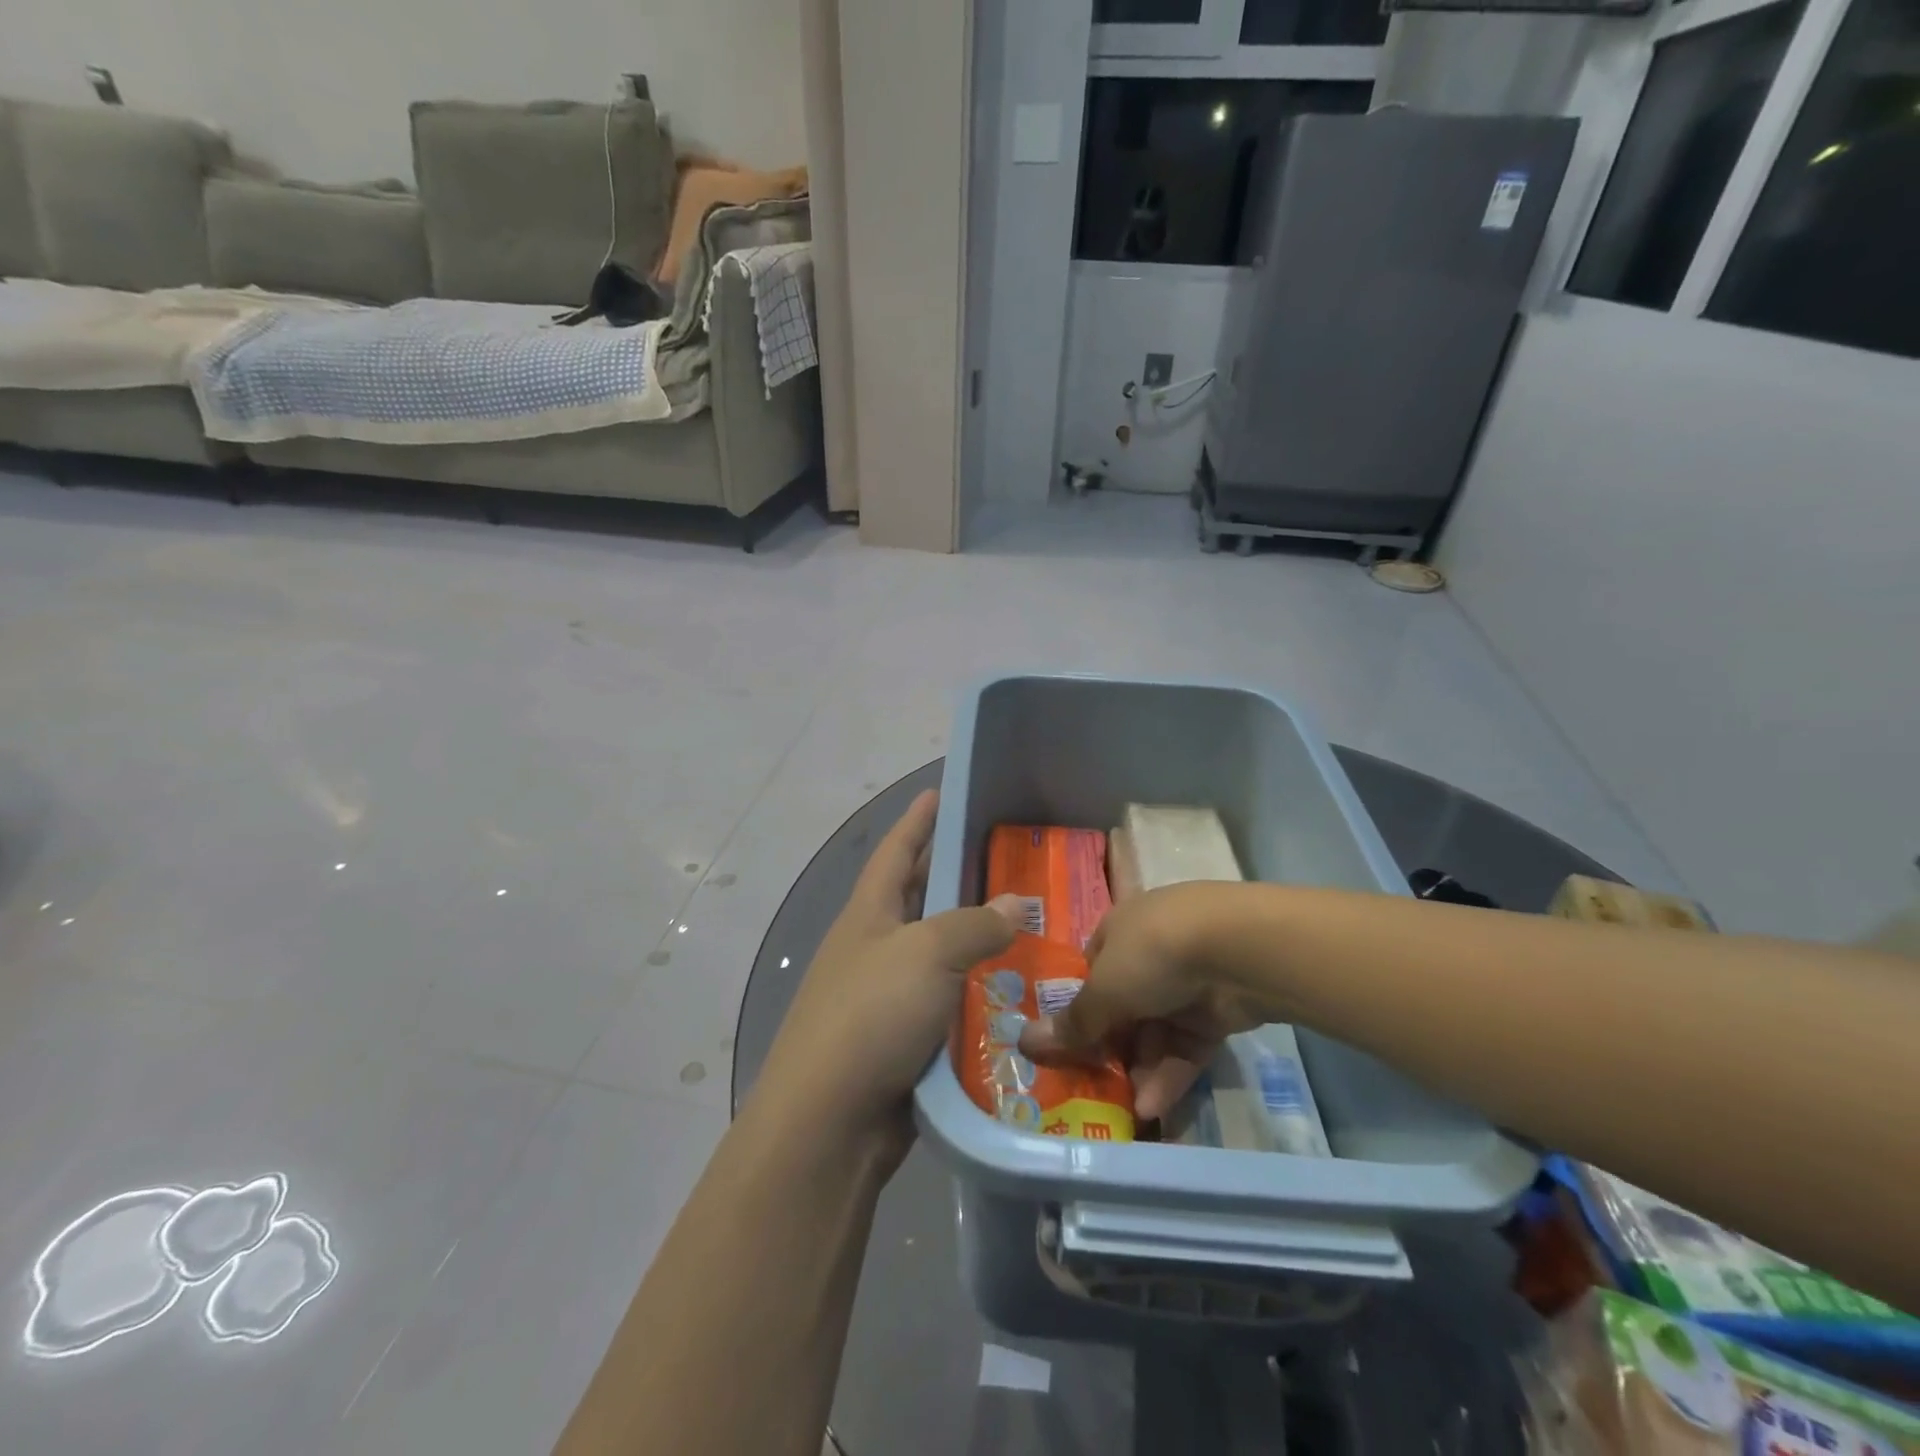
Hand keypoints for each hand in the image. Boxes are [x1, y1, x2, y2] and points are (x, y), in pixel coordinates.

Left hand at [754, 791, 1022, 1158]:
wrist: (830, 1120)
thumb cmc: (872, 1014)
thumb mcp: (927, 954)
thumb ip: (974, 924)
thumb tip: (1016, 904)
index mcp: (868, 914)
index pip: (896, 851)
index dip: (917, 820)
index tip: (939, 791)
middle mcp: (874, 947)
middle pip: (918, 899)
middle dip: (954, 876)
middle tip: (1006, 858)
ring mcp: (886, 995)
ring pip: (939, 954)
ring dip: (974, 940)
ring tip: (1026, 922)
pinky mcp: (902, 1039)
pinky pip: (948, 1002)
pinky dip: (977, 992)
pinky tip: (1015, 989)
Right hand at [1020, 881, 1273, 1121]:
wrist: (1237, 949)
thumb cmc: (1154, 954)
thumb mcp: (1104, 990)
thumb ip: (1073, 1023)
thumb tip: (1024, 1042)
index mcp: (1119, 930)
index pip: (1092, 971)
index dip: (1080, 1008)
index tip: (1070, 1045)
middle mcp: (1151, 951)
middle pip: (1124, 1005)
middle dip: (1112, 1047)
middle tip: (1096, 1086)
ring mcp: (1187, 981)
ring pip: (1157, 1030)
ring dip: (1141, 1068)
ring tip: (1128, 1108)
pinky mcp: (1218, 1010)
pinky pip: (1187, 1045)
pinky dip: (1171, 1073)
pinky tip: (1154, 1106)